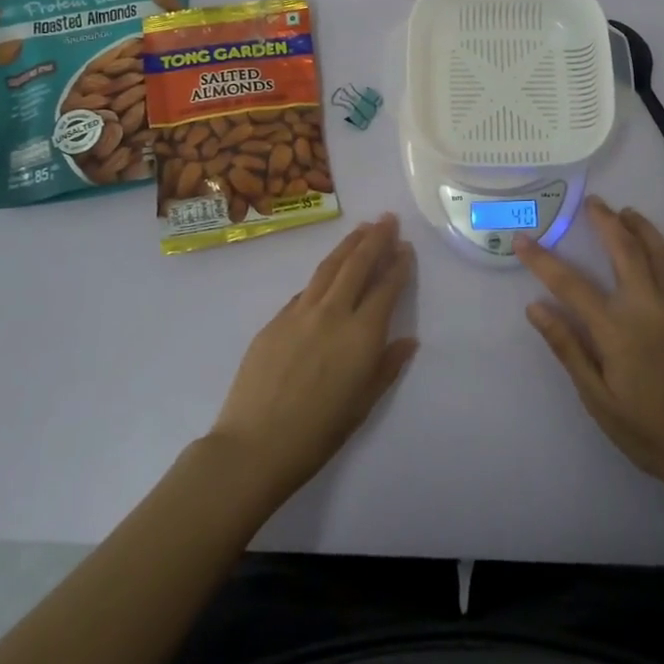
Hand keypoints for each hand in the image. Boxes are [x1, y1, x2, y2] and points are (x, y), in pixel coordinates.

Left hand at [209, 214, 417, 503]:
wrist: (255, 445)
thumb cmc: (318, 433)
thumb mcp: (363, 404)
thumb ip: (387, 367)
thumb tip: (408, 340)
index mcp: (361, 335)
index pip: (386, 288)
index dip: (398, 265)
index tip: (406, 247)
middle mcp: (333, 313)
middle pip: (357, 265)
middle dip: (375, 239)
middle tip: (387, 219)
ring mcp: (300, 313)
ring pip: (329, 268)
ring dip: (348, 245)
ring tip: (362, 228)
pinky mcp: (275, 321)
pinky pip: (305, 290)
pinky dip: (322, 275)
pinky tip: (327, 274)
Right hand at [518, 197, 663, 495]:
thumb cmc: (645, 431)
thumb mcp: (597, 397)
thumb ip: (568, 347)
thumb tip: (535, 308)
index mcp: (618, 331)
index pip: (571, 284)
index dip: (543, 260)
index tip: (523, 239)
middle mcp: (652, 309)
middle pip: (625, 250)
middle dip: (605, 221)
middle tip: (592, 202)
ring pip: (662, 253)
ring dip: (642, 228)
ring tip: (627, 213)